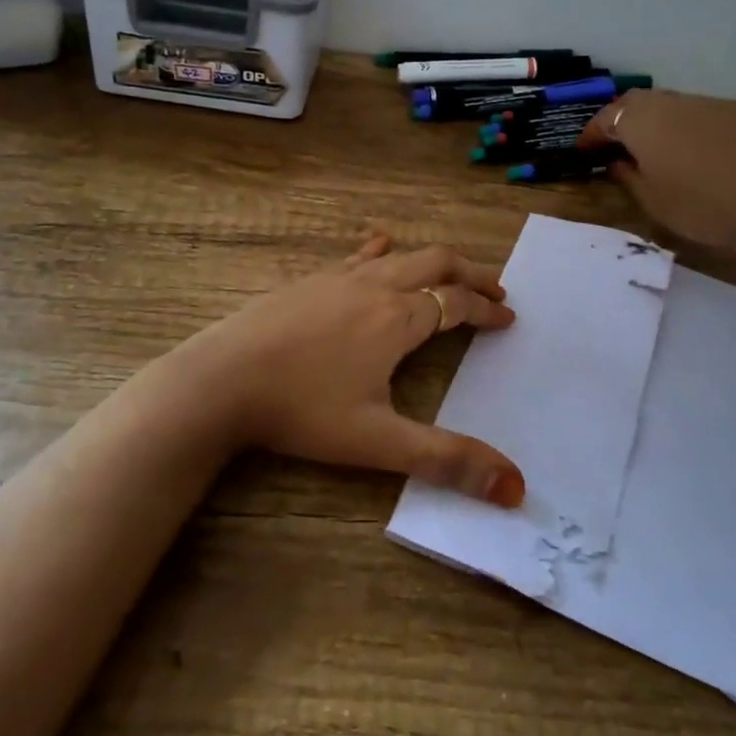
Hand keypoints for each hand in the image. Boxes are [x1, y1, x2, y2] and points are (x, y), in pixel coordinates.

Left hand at [170, 235, 526, 506]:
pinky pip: (358, 256)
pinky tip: (379, 247)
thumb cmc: (302, 409)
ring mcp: (338, 277)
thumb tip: (515, 489)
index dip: (487, 310)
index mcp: (397, 319)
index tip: (508, 319)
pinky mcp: (309, 280)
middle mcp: (374, 286)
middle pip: (435, 262)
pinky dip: (382, 251)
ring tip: (448, 273)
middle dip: (470, 273)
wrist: (221, 379)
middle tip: (494, 290)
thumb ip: (447, 461)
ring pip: (399, 255)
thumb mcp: (378, 442)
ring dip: (432, 261)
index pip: (456, 303)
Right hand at [580, 90, 735, 252]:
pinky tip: (687, 149)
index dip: (591, 135)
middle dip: (619, 119)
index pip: (605, 119)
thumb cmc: (701, 207)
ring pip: (667, 104)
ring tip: (647, 146)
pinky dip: (681, 126)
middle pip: (634, 102)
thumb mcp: (652, 200)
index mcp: (642, 121)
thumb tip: (617, 162)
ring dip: (651, 120)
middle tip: (612, 143)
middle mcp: (670, 103)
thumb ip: (627, 176)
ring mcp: (706, 105)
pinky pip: (695, 114)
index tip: (583, 151)